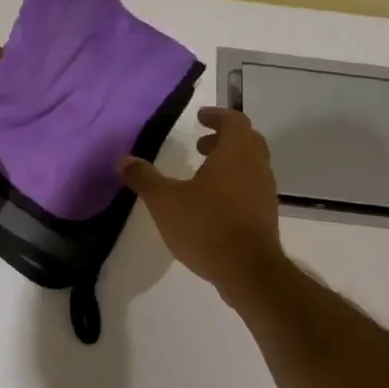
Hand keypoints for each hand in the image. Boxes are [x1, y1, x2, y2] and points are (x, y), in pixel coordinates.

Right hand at [120, 106, 284, 298]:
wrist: (248, 271)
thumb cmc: (206, 226)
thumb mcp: (164, 201)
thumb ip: (144, 178)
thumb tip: (123, 160)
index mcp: (236, 153)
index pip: (234, 121)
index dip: (216, 116)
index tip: (199, 118)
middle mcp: (257, 166)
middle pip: (246, 141)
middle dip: (223, 138)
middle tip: (199, 144)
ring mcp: (265, 192)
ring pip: (250, 165)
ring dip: (229, 162)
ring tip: (200, 174)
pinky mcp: (265, 215)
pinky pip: (251, 187)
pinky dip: (234, 183)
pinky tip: (211, 203)